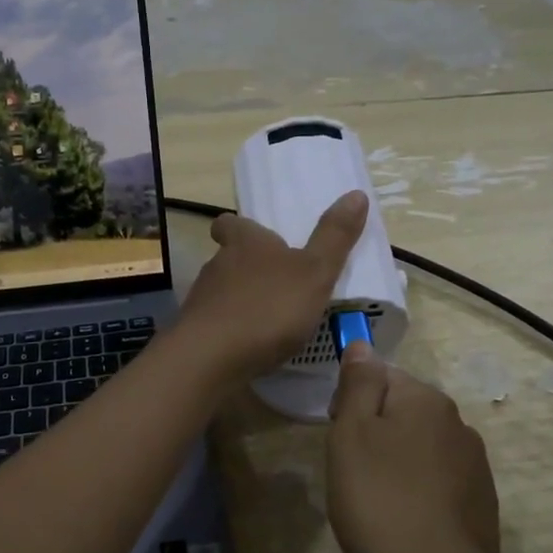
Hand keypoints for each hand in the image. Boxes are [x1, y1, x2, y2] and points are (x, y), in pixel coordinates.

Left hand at [179, 190, 367, 382]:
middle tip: (276, 282)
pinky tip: (250, 347)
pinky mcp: (195, 333)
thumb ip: (334, 237)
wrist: (211, 358)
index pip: (231, 224)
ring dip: (241, 301)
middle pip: (228, 258)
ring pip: (222, 292)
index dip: (239, 227)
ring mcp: (202, 300)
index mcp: (245, 243)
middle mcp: (217, 265)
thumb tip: (356, 194)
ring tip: (269, 319)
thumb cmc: (268, 307)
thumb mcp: (314, 272)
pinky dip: (232, 331)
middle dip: (248, 268)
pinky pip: (216, 325)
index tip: (253, 236)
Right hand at [326, 343, 502, 552]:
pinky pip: (436, 485)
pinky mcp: (480, 507)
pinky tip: (400, 524)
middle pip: (403, 413)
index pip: (382, 377)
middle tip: (350, 473)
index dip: (352, 402)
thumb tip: (363, 345)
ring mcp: (475, 469)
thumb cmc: (380, 502)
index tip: (338, 438)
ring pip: (420, 451)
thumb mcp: (352, 434)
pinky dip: (415, 495)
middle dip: (374, 434)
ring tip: (373, 503)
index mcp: (428, 401)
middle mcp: (459, 426)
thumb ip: (359, 385)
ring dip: (395, 466)